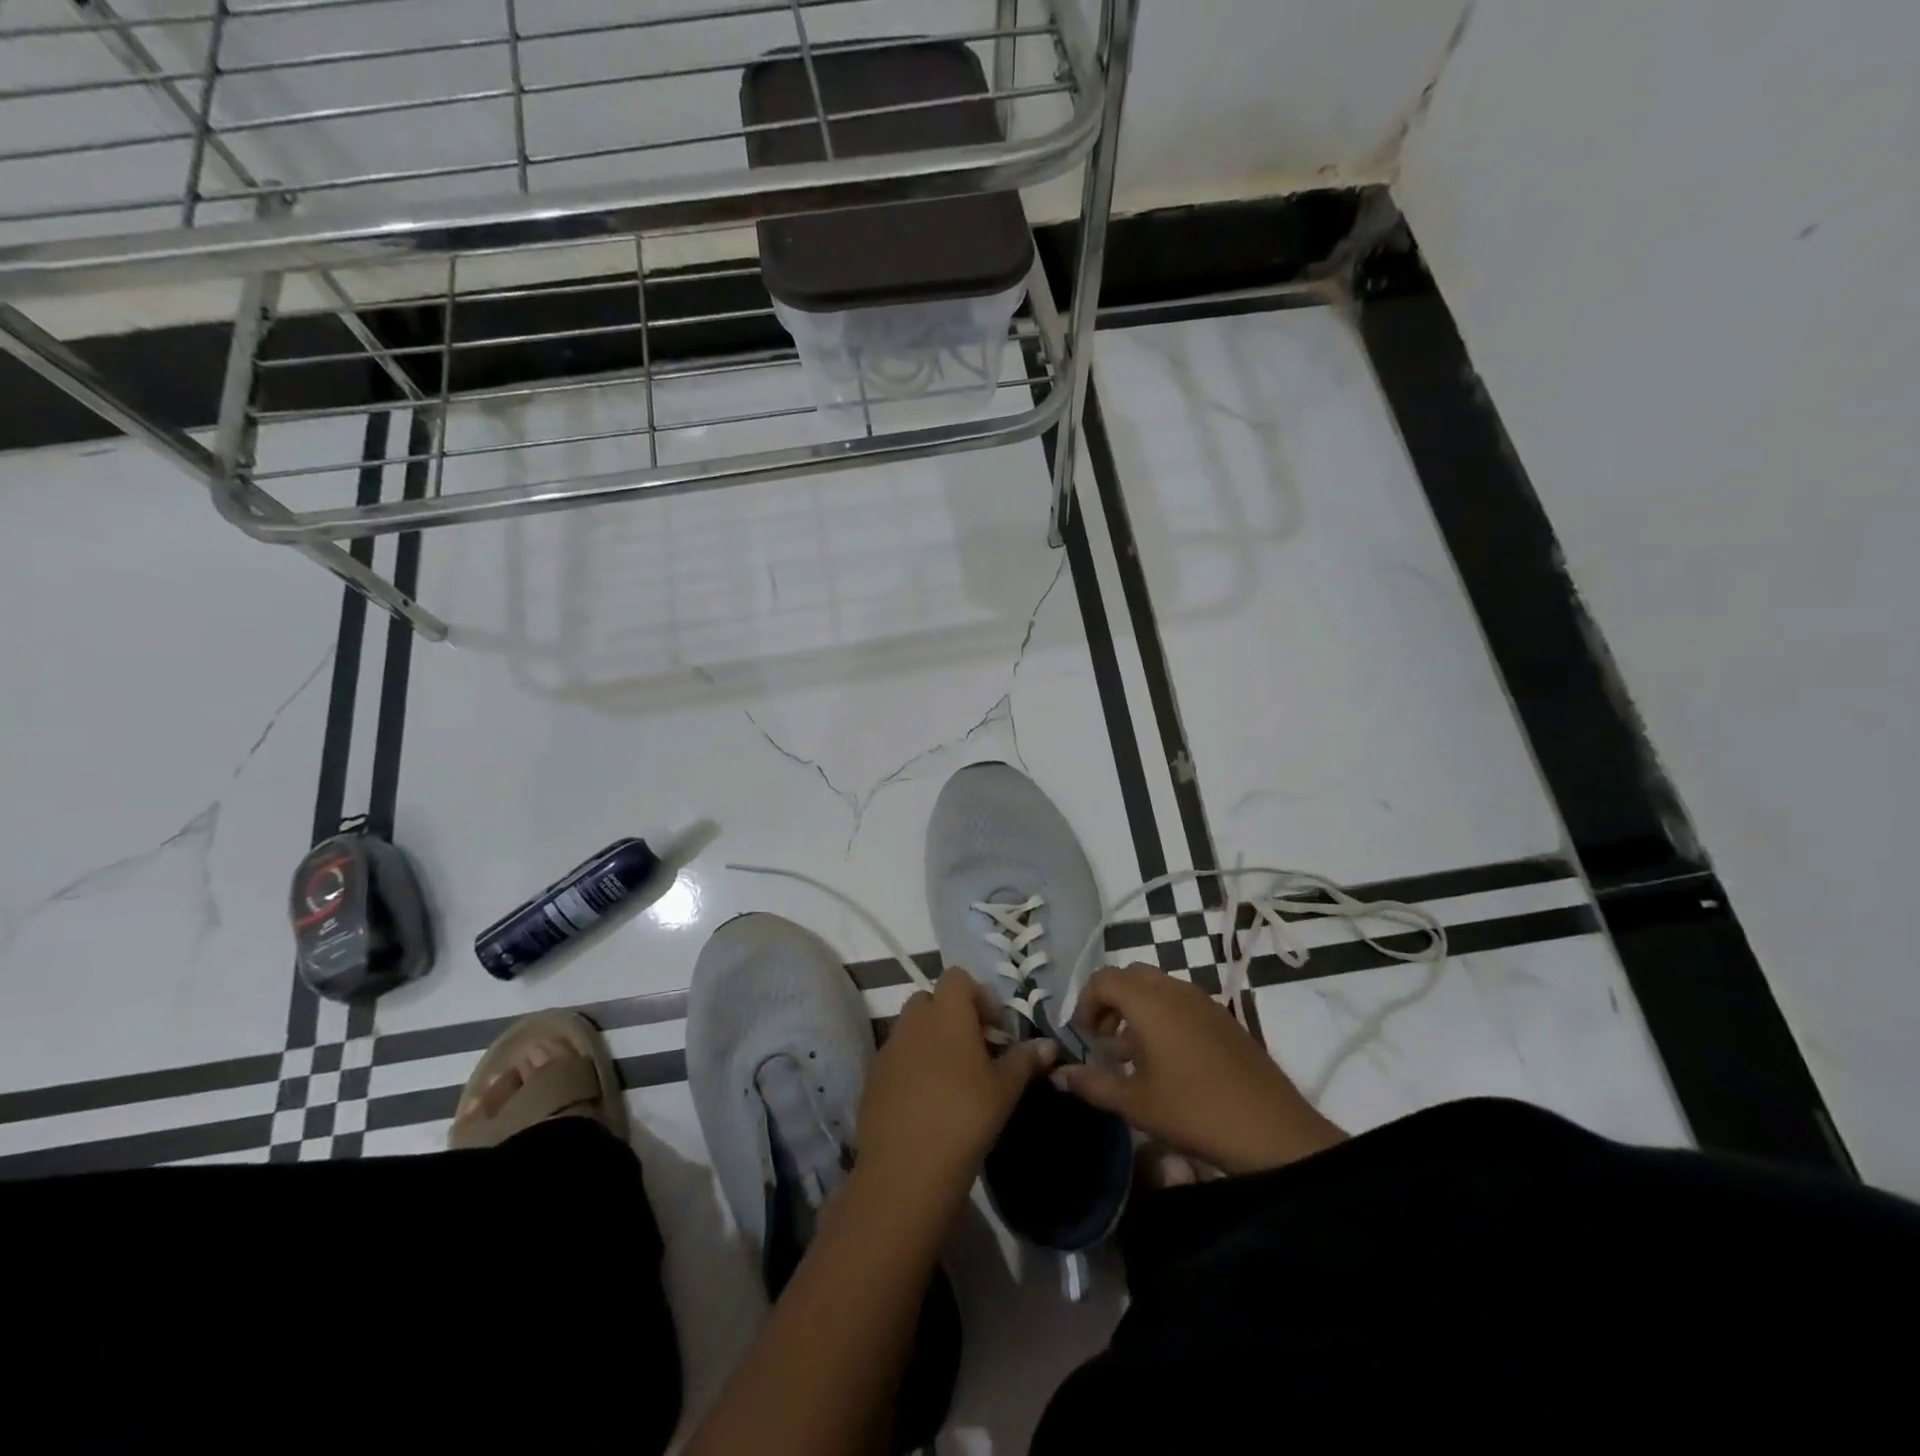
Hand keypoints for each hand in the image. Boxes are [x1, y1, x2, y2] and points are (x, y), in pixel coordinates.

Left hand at [858, 969, 1055, 1199]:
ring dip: (930, 1040)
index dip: (978, 995)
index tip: (994, 1029)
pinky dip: (911, 1066)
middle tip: (974, 1050)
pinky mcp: (872, 1077)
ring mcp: (889, 1047)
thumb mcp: (1004, 1089)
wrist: (906, 1168)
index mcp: (947, 1013)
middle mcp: (913, 1021)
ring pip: (911, 1028)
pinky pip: (895, 1057)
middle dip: (952, 1016)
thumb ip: (1025, 1059)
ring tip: (951, 1078)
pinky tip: (926, 1101)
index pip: (957, 977)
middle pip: (931, 999)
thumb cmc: (965, 1117)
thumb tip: (1049, 1044)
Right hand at [1054, 965, 1345, 1174]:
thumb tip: (1060, 1073)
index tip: (1083, 1036)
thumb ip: (1093, 1084)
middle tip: (1103, 1039)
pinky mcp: (1224, 1018)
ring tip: (1131, 1054)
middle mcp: (1175, 990)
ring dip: (1137, 1009)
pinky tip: (1167, 1060)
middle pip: (1131, 976)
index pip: (1104, 979)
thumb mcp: (1135, 1103)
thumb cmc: (1193, 1110)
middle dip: (1110, 1000)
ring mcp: (1204, 1002)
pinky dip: (1163, 1016)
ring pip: (1158, 988)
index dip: (1086, 1002)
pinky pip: (1182, 1002)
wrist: (1271, 1130)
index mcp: (1149, 1002)